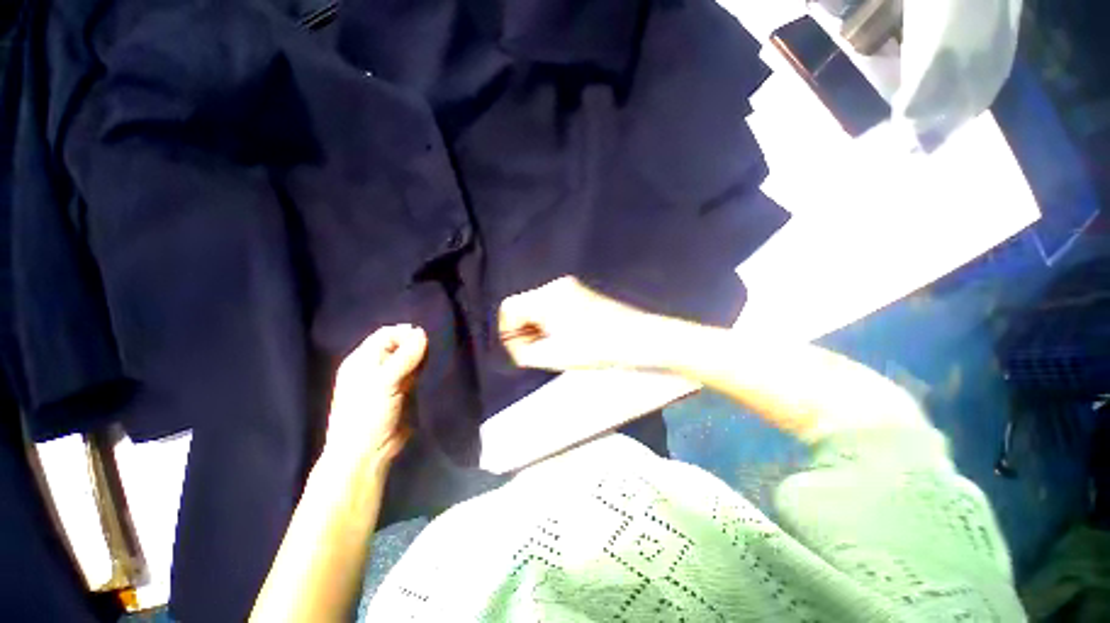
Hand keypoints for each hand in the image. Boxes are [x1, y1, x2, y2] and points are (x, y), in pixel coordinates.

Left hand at [325, 324, 427, 467]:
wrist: (368, 454)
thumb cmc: (367, 415)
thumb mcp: (383, 383)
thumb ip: (404, 357)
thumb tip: (422, 333)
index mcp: (362, 360)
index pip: (386, 334)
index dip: (405, 333)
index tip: (426, 339)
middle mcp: (376, 366)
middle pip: (400, 345)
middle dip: (417, 345)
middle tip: (434, 350)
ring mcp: (390, 380)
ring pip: (410, 359)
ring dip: (423, 358)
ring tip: (437, 360)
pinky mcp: (404, 391)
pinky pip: (417, 374)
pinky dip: (426, 371)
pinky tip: (435, 371)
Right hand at [498, 276, 664, 371]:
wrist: (638, 339)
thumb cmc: (596, 348)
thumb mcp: (554, 355)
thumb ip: (526, 352)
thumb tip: (519, 347)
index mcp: (547, 297)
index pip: (509, 308)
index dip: (508, 333)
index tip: (522, 352)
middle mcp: (556, 286)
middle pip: (524, 306)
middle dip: (525, 331)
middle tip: (537, 353)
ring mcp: (571, 287)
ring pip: (539, 307)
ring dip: (538, 328)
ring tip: (553, 348)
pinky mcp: (582, 293)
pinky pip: (554, 306)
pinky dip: (552, 322)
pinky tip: (565, 338)